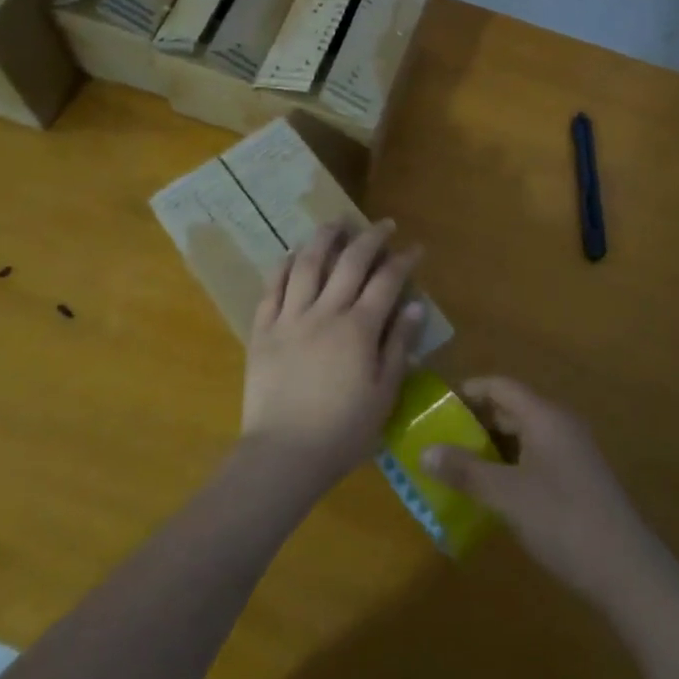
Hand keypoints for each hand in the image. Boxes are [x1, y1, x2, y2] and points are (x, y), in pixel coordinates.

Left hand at [241, 220, 423, 489]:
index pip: (386, 282)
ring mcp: (290, 318)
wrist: (283, 456)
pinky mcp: (262, 330)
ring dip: (324, 238)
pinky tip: (293, 253)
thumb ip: (398, 346)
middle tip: (383, 224)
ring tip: (336, 222)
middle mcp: (325, 312)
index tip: (414, 247)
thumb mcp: (384, 394)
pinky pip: (272, 288)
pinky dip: (284, 265)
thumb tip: (415, 306)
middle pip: (350, 263)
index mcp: (359, 329)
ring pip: (307, 264)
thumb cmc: (343, 432)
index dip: (402, 260)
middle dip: (370, 237)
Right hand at [422, 378, 662, 609]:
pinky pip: (534, 457)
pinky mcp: (577, 479)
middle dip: (475, 422)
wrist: (627, 571)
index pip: (500, 386)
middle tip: (439, 441)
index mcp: (545, 416)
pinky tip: (490, 491)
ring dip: (491, 447)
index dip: (468, 391)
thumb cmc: (563, 521)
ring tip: (456, 467)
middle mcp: (559, 425)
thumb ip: (465, 471)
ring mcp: (571, 452)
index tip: (436, 407)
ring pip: (522, 436)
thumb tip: (424, 451)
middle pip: (511, 409)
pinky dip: (509, 466)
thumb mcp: (507, 496)